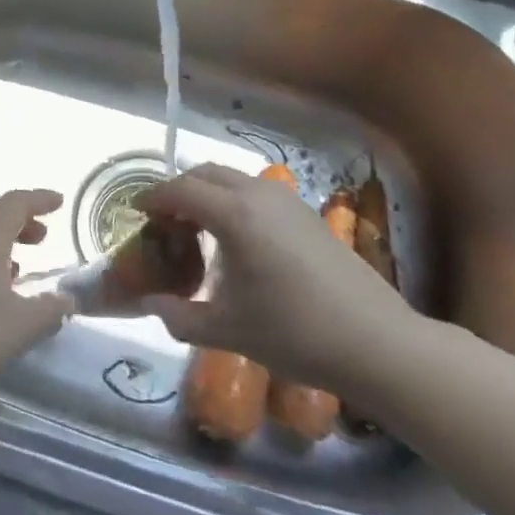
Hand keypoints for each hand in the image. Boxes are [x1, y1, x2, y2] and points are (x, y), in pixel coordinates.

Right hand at [135, 163, 419, 391]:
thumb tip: (150, 303)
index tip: (138, 213)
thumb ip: (178, 315)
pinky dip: (235, 202)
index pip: (181, 190)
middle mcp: (258, 195)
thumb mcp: (225, 331)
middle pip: (206, 173)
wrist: (376, 342)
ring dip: (209, 193)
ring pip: (234, 179)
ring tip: (199, 231)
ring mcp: (288, 201)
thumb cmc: (293, 333)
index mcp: (234, 215)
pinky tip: (239, 242)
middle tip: (166, 222)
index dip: (154, 198)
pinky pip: (257, 193)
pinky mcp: (308, 214)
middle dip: (180, 190)